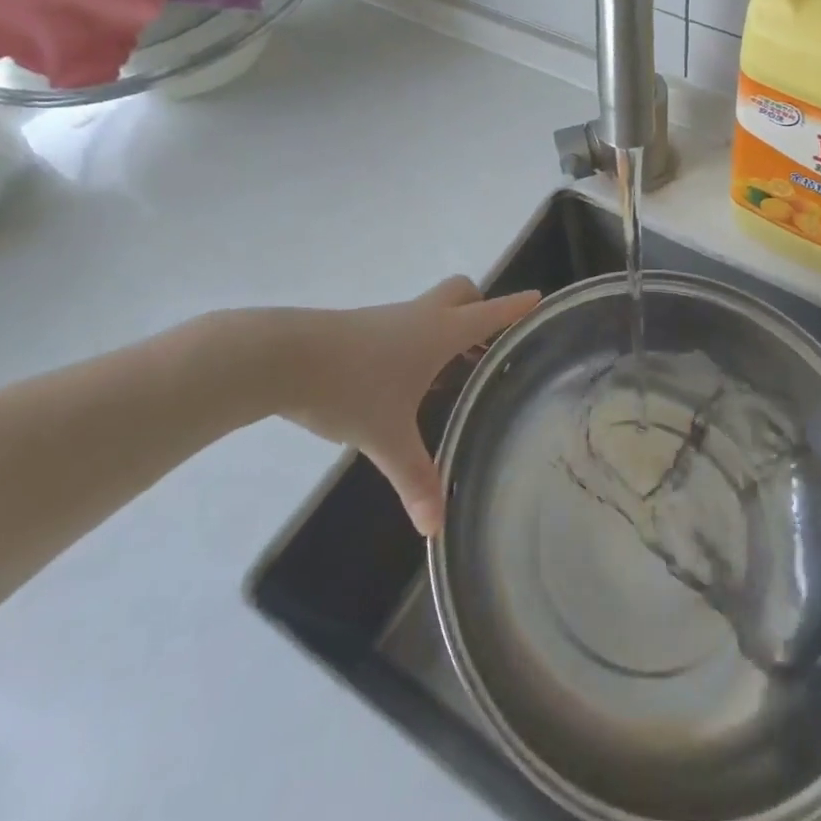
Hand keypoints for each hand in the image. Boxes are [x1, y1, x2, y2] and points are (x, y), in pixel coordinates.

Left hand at [200, 278, 538, 535]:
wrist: (281, 357)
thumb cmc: (349, 387)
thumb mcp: (386, 437)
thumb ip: (415, 479)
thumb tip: (435, 527)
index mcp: (438, 333)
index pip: (489, 313)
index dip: (515, 306)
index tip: (538, 298)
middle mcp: (418, 317)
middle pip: (461, 293)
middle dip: (479, 307)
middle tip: (487, 342)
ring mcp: (387, 319)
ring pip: (430, 309)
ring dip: (447, 327)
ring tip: (451, 370)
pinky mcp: (360, 328)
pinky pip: (404, 324)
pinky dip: (417, 340)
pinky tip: (404, 379)